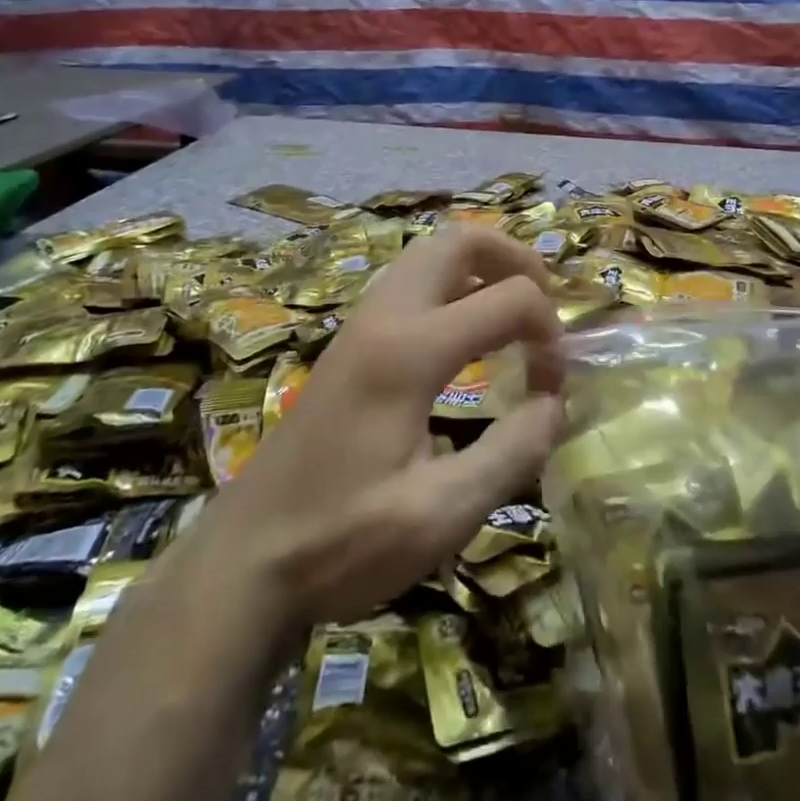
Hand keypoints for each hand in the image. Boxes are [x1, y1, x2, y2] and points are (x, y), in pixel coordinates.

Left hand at [208, 228, 565, 628]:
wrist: (244, 560)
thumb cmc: (341, 541)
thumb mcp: (441, 514)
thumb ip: (512, 451)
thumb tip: (554, 401)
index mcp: (409, 351)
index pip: (508, 298)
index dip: (549, 332)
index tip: (553, 385)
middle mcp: (384, 317)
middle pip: (459, 239)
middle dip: (515, 258)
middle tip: (544, 308)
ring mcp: (361, 324)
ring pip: (430, 253)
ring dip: (482, 268)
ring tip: (513, 317)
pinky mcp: (350, 342)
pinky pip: (411, 282)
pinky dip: (454, 286)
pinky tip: (466, 339)